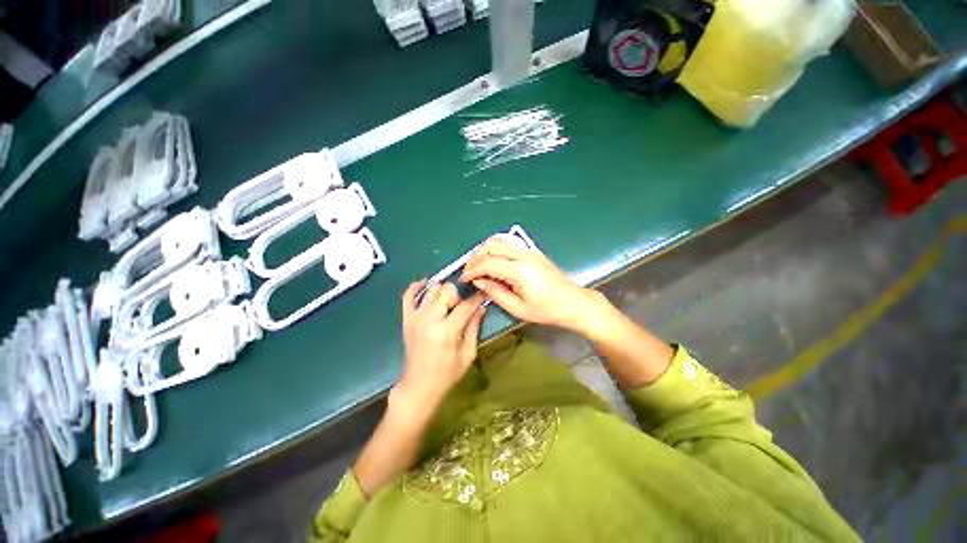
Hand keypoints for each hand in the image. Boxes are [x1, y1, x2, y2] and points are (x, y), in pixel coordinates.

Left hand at [394, 282, 487, 413]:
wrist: (419, 386)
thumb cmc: (447, 373)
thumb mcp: (468, 354)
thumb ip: (474, 328)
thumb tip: (482, 308)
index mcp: (447, 331)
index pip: (466, 305)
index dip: (477, 298)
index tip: (483, 294)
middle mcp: (430, 319)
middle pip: (447, 290)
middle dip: (458, 294)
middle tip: (461, 305)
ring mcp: (415, 317)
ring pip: (431, 289)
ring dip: (442, 291)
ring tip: (447, 301)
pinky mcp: (406, 319)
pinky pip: (408, 295)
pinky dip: (416, 286)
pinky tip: (426, 285)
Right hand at [460, 238, 601, 331]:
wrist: (573, 302)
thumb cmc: (546, 310)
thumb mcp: (517, 308)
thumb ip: (495, 292)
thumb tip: (479, 281)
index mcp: (519, 270)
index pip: (487, 263)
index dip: (472, 270)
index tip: (464, 280)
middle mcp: (522, 255)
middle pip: (491, 245)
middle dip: (475, 257)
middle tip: (468, 272)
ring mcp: (528, 250)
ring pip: (499, 241)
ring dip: (484, 250)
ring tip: (477, 266)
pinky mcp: (532, 251)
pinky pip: (508, 244)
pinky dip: (495, 249)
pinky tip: (492, 262)